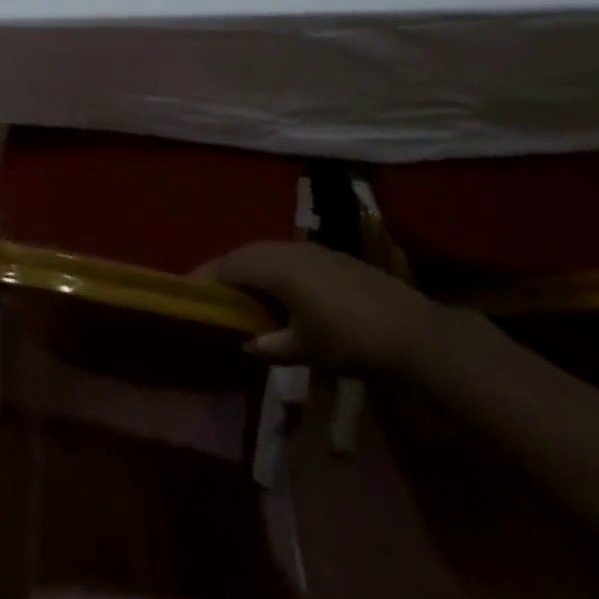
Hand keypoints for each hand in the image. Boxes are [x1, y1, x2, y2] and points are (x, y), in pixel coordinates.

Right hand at [197, 242, 441, 376]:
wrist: (413, 332)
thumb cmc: (350, 340)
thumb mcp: (304, 349)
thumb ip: (270, 344)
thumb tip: (248, 342)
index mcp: (277, 266)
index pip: (229, 265)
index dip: (205, 278)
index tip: (185, 292)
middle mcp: (290, 249)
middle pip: (246, 254)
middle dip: (224, 272)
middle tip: (208, 293)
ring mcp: (313, 250)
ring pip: (268, 253)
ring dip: (249, 270)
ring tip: (238, 294)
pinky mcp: (331, 257)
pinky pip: (288, 257)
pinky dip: (272, 271)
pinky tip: (276, 293)